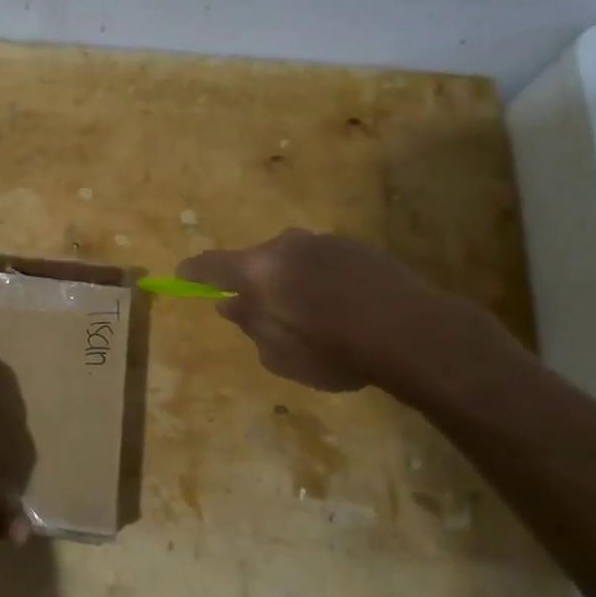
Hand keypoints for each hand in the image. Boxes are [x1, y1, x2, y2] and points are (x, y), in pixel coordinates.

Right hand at [178, 229, 512, 395]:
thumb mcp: (280, 355)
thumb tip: (232, 303)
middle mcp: (286, 245)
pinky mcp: (357, 246)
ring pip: (291, 260)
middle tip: (259, 310)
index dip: (194, 273)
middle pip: (255, 261)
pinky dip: (320, 280)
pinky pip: (322, 262)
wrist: (414, 331)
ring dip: (289, 280)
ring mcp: (324, 241)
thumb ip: (250, 325)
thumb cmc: (335, 350)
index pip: (211, 265)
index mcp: (259, 271)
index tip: (182, 277)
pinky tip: (341, 307)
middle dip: (251, 283)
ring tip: (309, 314)